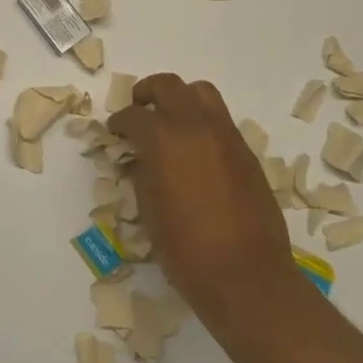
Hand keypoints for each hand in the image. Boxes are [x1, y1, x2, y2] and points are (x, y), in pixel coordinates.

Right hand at [108, 74, 298, 327]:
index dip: (119, 122)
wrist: (246, 277)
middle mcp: (194, 126)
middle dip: (148, 93)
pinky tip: (197, 151)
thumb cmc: (186, 250)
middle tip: (139, 109)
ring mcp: (226, 136)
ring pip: (202, 93)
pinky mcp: (247, 153)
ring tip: (171, 121)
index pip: (133, 116)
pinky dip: (203, 123)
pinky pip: (221, 121)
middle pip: (168, 85)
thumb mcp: (149, 210)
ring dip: (181, 99)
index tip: (115, 131)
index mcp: (162, 139)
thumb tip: (142, 159)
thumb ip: (142, 173)